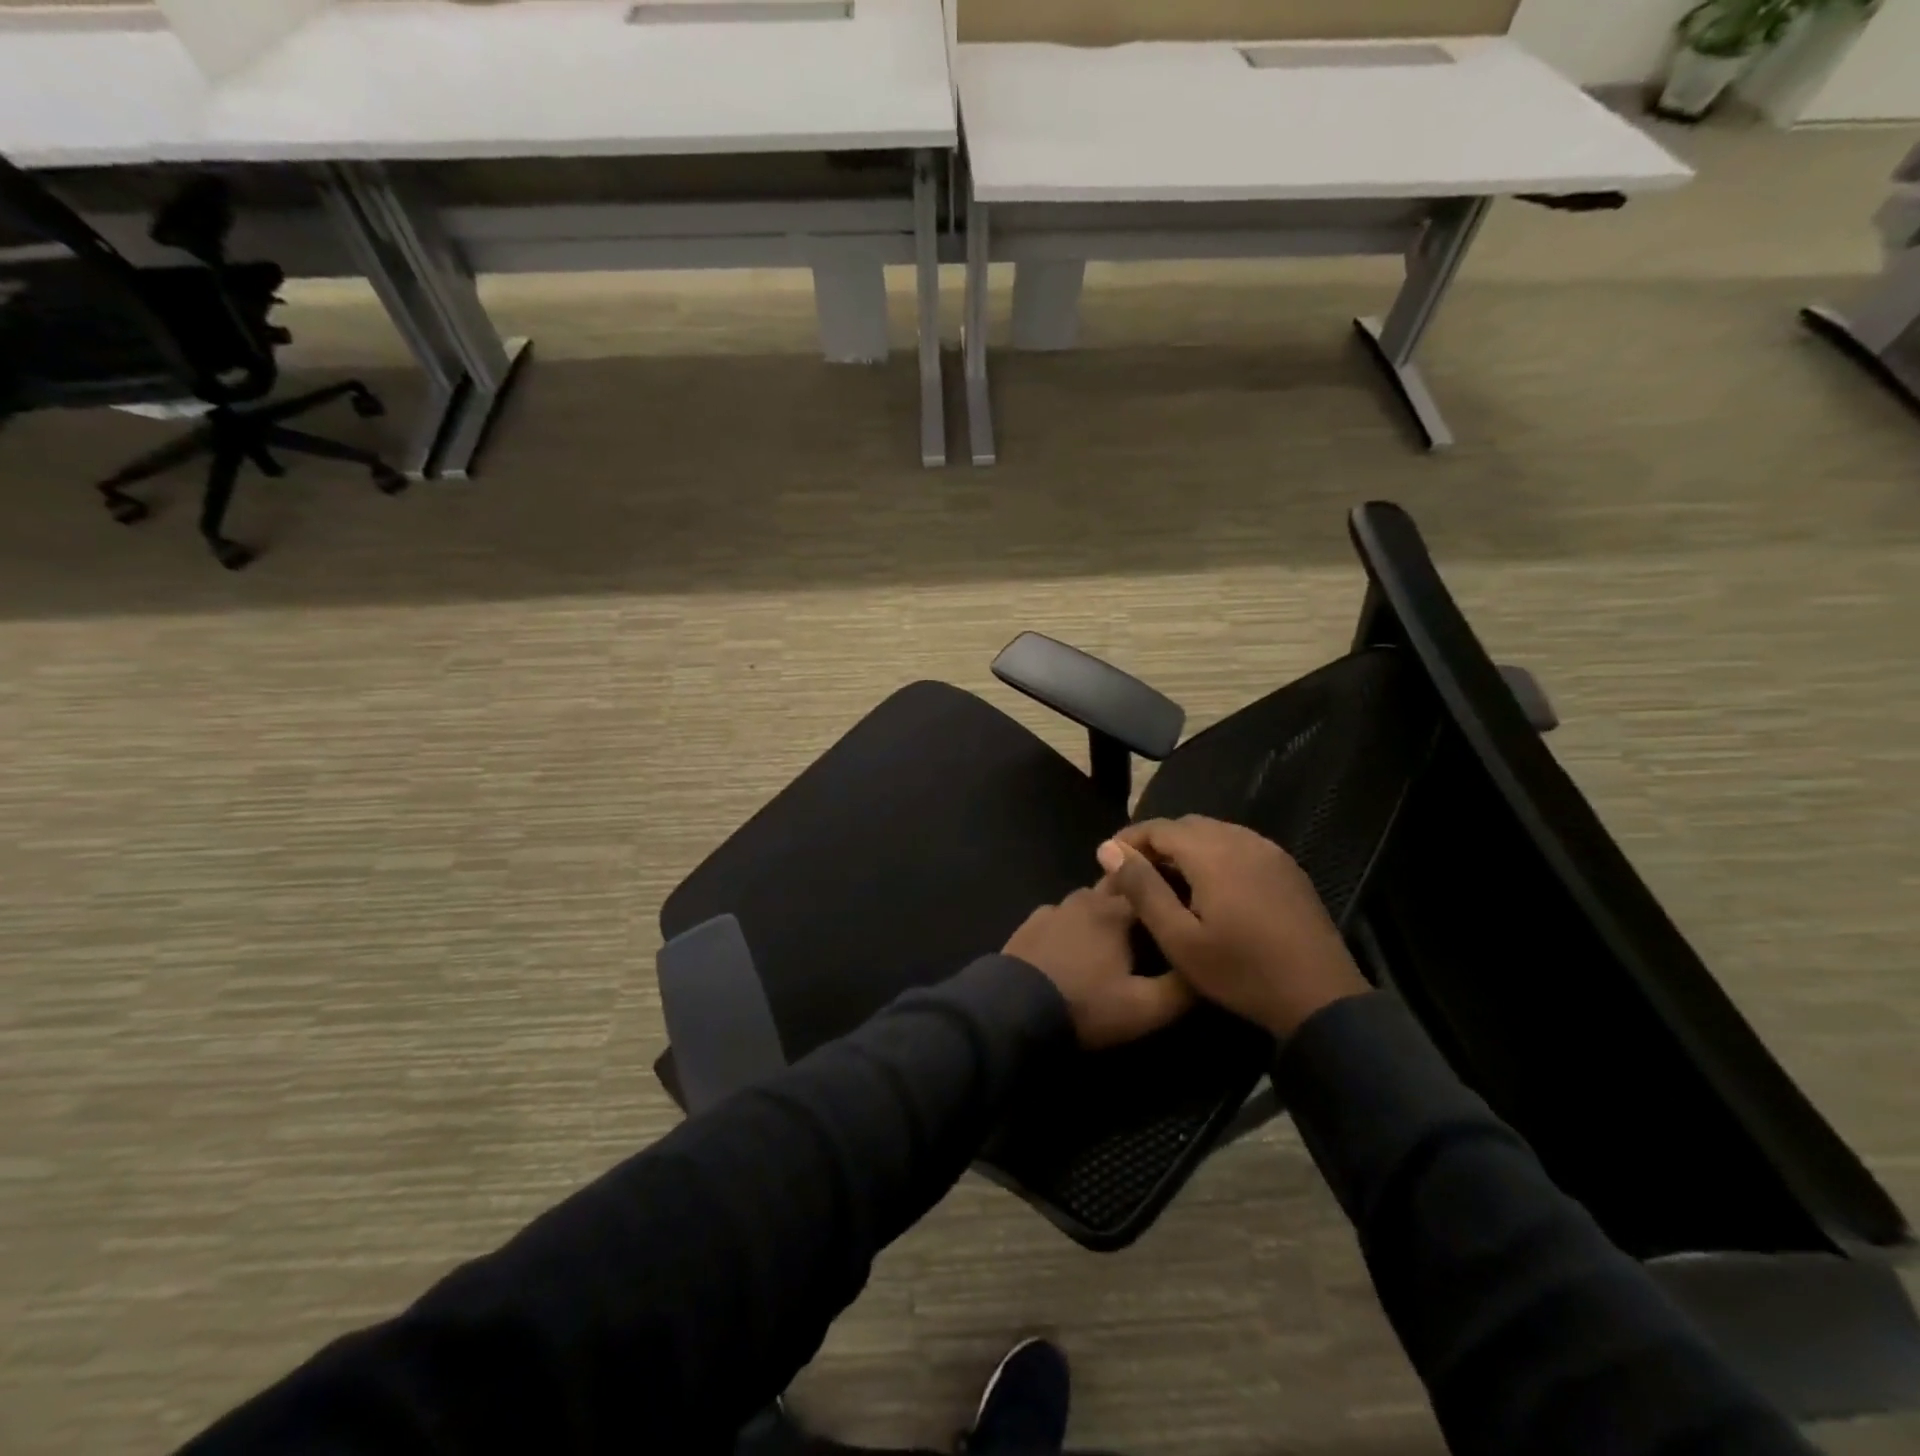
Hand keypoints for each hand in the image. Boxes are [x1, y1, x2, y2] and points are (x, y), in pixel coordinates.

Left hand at [1003, 887, 1194, 1049]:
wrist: (1012, 1009)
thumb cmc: (1085, 1004)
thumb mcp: (1143, 1008)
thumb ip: (1181, 989)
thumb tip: (1206, 968)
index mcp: (1115, 911)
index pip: (1152, 886)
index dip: (1169, 893)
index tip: (1184, 903)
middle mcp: (1084, 899)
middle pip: (1118, 888)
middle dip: (1136, 897)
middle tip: (1150, 921)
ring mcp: (1053, 909)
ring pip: (1088, 901)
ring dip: (1103, 912)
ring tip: (1115, 937)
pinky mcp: (1030, 924)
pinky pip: (1062, 917)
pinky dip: (1074, 925)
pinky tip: (1075, 947)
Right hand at [1095, 817, 1369, 1037]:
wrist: (1321, 998)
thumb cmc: (1241, 972)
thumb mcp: (1179, 939)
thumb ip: (1142, 889)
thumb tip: (1109, 849)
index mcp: (1212, 853)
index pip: (1159, 827)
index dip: (1129, 839)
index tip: (1108, 862)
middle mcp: (1241, 839)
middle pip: (1187, 825)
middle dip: (1157, 842)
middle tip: (1136, 874)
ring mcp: (1269, 851)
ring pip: (1215, 832)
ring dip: (1186, 848)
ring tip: (1169, 881)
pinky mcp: (1286, 867)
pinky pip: (1240, 845)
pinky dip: (1215, 854)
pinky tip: (1210, 887)